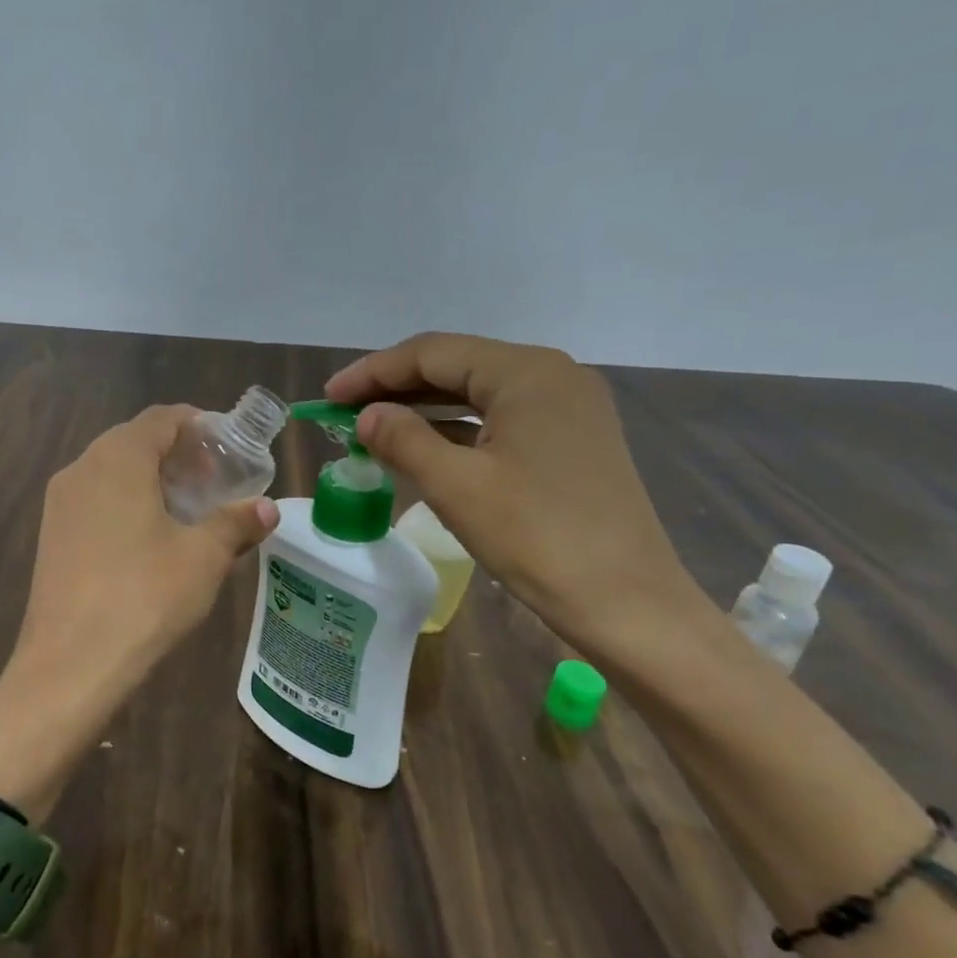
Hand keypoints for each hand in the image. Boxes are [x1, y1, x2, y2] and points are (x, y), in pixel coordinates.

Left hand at [12, 404, 278, 707]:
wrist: (70, 663)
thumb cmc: (145, 596)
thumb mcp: (203, 557)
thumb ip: (236, 523)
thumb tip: (267, 509)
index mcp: (118, 458)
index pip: (161, 418)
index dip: (198, 425)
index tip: (228, 447)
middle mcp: (82, 467)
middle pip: (134, 440)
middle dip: (177, 454)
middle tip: (214, 481)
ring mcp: (59, 502)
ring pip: (112, 471)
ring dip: (151, 479)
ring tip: (186, 510)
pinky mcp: (50, 535)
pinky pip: (94, 499)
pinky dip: (126, 502)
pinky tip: (149, 539)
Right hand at [326, 333, 705, 660]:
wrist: (629, 604)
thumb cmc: (539, 538)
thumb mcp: (457, 487)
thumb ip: (403, 440)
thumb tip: (367, 416)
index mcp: (526, 373)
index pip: (432, 353)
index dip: (373, 372)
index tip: (328, 398)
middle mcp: (552, 376)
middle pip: (456, 366)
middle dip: (396, 387)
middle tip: (345, 413)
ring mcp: (567, 408)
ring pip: (477, 394)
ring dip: (424, 409)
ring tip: (374, 429)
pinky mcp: (571, 440)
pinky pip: (500, 420)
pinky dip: (457, 430)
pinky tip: (424, 448)